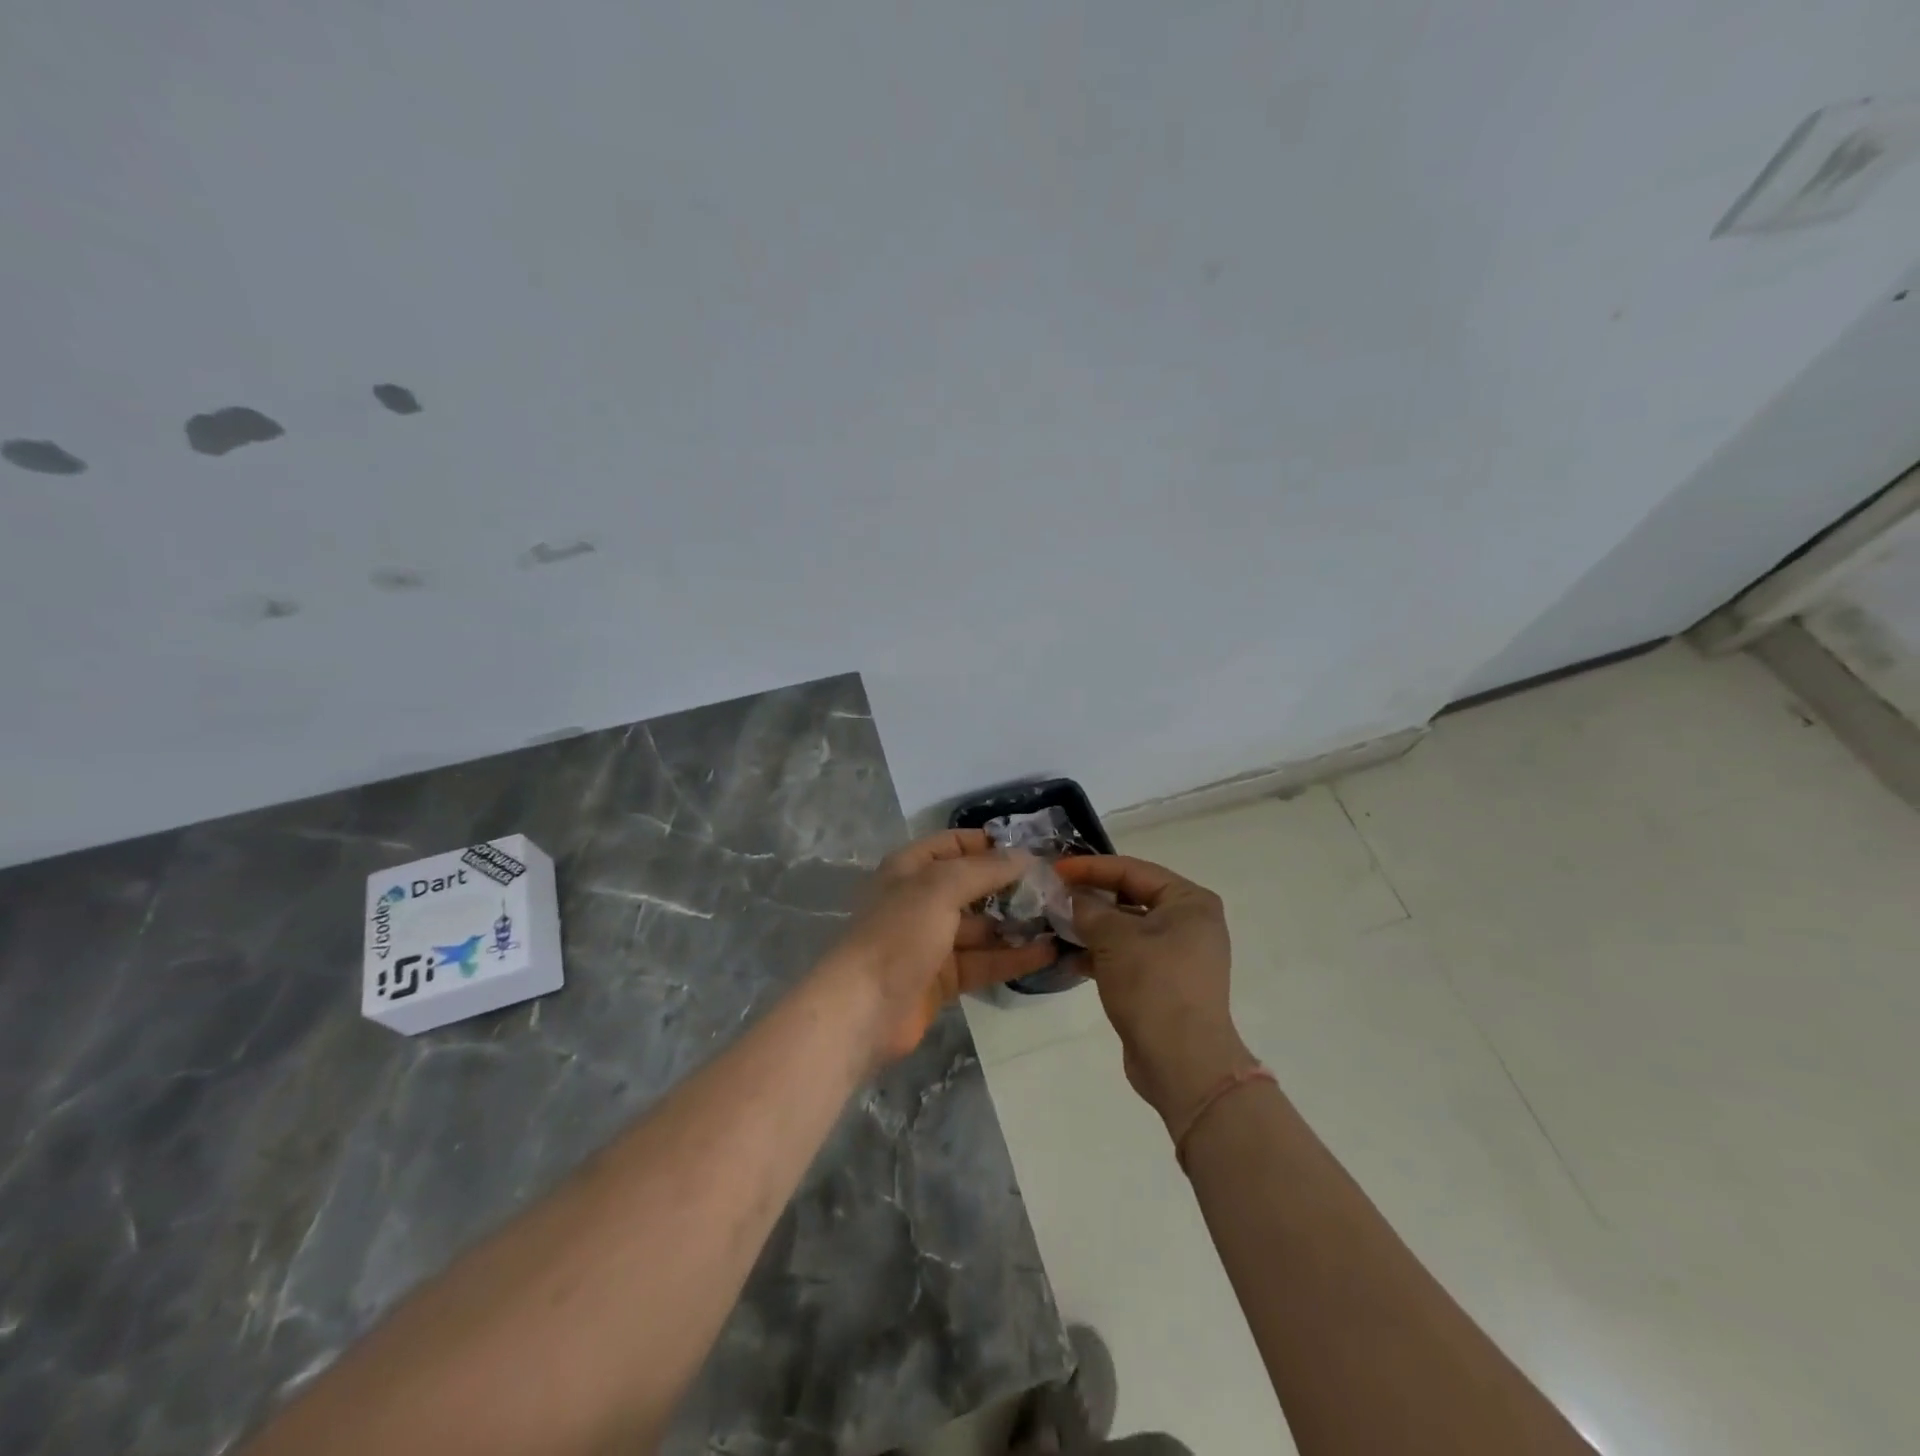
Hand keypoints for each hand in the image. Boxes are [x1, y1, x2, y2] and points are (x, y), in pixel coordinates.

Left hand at [824, 829, 1057, 1065]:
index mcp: (909, 869)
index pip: (953, 845)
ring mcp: (930, 942)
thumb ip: (984, 870)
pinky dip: (1012, 958)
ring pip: (981, 928)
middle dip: (1010, 887)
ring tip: (1061, 921)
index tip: (1031, 851)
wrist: (861, 1010)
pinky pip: (983, 962)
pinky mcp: (942, 980)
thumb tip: (1026, 856)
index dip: (988, 844)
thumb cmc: (897, 934)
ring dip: (1016, 924)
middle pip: (971, 887)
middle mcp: (920, 901)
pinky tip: (1048, 953)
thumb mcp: (940, 888)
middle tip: (1056, 889)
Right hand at [1054, 854, 1255, 1126]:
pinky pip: (1128, 956)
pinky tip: (1070, 959)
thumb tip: (1070, 897)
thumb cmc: (1153, 986)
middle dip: (1090, 897)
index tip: (1055, 869)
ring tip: (1055, 925)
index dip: (1090, 867)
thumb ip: (1088, 909)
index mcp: (1189, 901)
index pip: (1132, 870)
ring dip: (1092, 927)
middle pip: (1131, 897)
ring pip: (1127, 929)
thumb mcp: (1114, 938)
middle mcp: (1189, 923)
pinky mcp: (1164, 984)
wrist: (1183, 1064)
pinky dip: (1101, 954)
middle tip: (1052, 895)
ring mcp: (1178, 955)